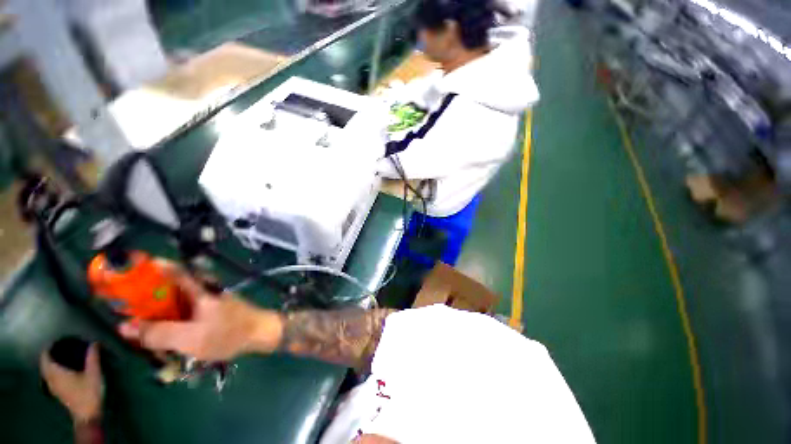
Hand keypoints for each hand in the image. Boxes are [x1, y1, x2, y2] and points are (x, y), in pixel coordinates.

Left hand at [40, 343, 102, 422]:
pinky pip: (50, 379)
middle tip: (60, 349)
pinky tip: (63, 373)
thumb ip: (93, 357)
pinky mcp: (57, 393)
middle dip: (49, 357)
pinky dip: (53, 373)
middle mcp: (50, 379)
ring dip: (50, 365)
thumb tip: (94, 342)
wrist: (87, 414)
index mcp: (55, 372)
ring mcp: (53, 388)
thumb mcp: (94, 373)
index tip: (56, 342)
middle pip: (44, 365)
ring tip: (61, 359)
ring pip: (46, 373)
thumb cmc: (89, 392)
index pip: (45, 357)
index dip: (48, 349)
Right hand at [118, 263, 282, 360]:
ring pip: (177, 300)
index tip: (128, 269)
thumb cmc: (228, 333)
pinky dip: (173, 318)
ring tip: (140, 325)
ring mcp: (209, 300)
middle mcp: (204, 290)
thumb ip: (159, 333)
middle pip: (170, 286)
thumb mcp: (190, 338)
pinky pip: (186, 310)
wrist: (261, 333)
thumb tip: (125, 327)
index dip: (151, 267)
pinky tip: (165, 332)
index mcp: (199, 289)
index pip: (173, 270)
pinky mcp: (213, 310)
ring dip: (159, 310)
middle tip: (126, 307)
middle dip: (147, 295)